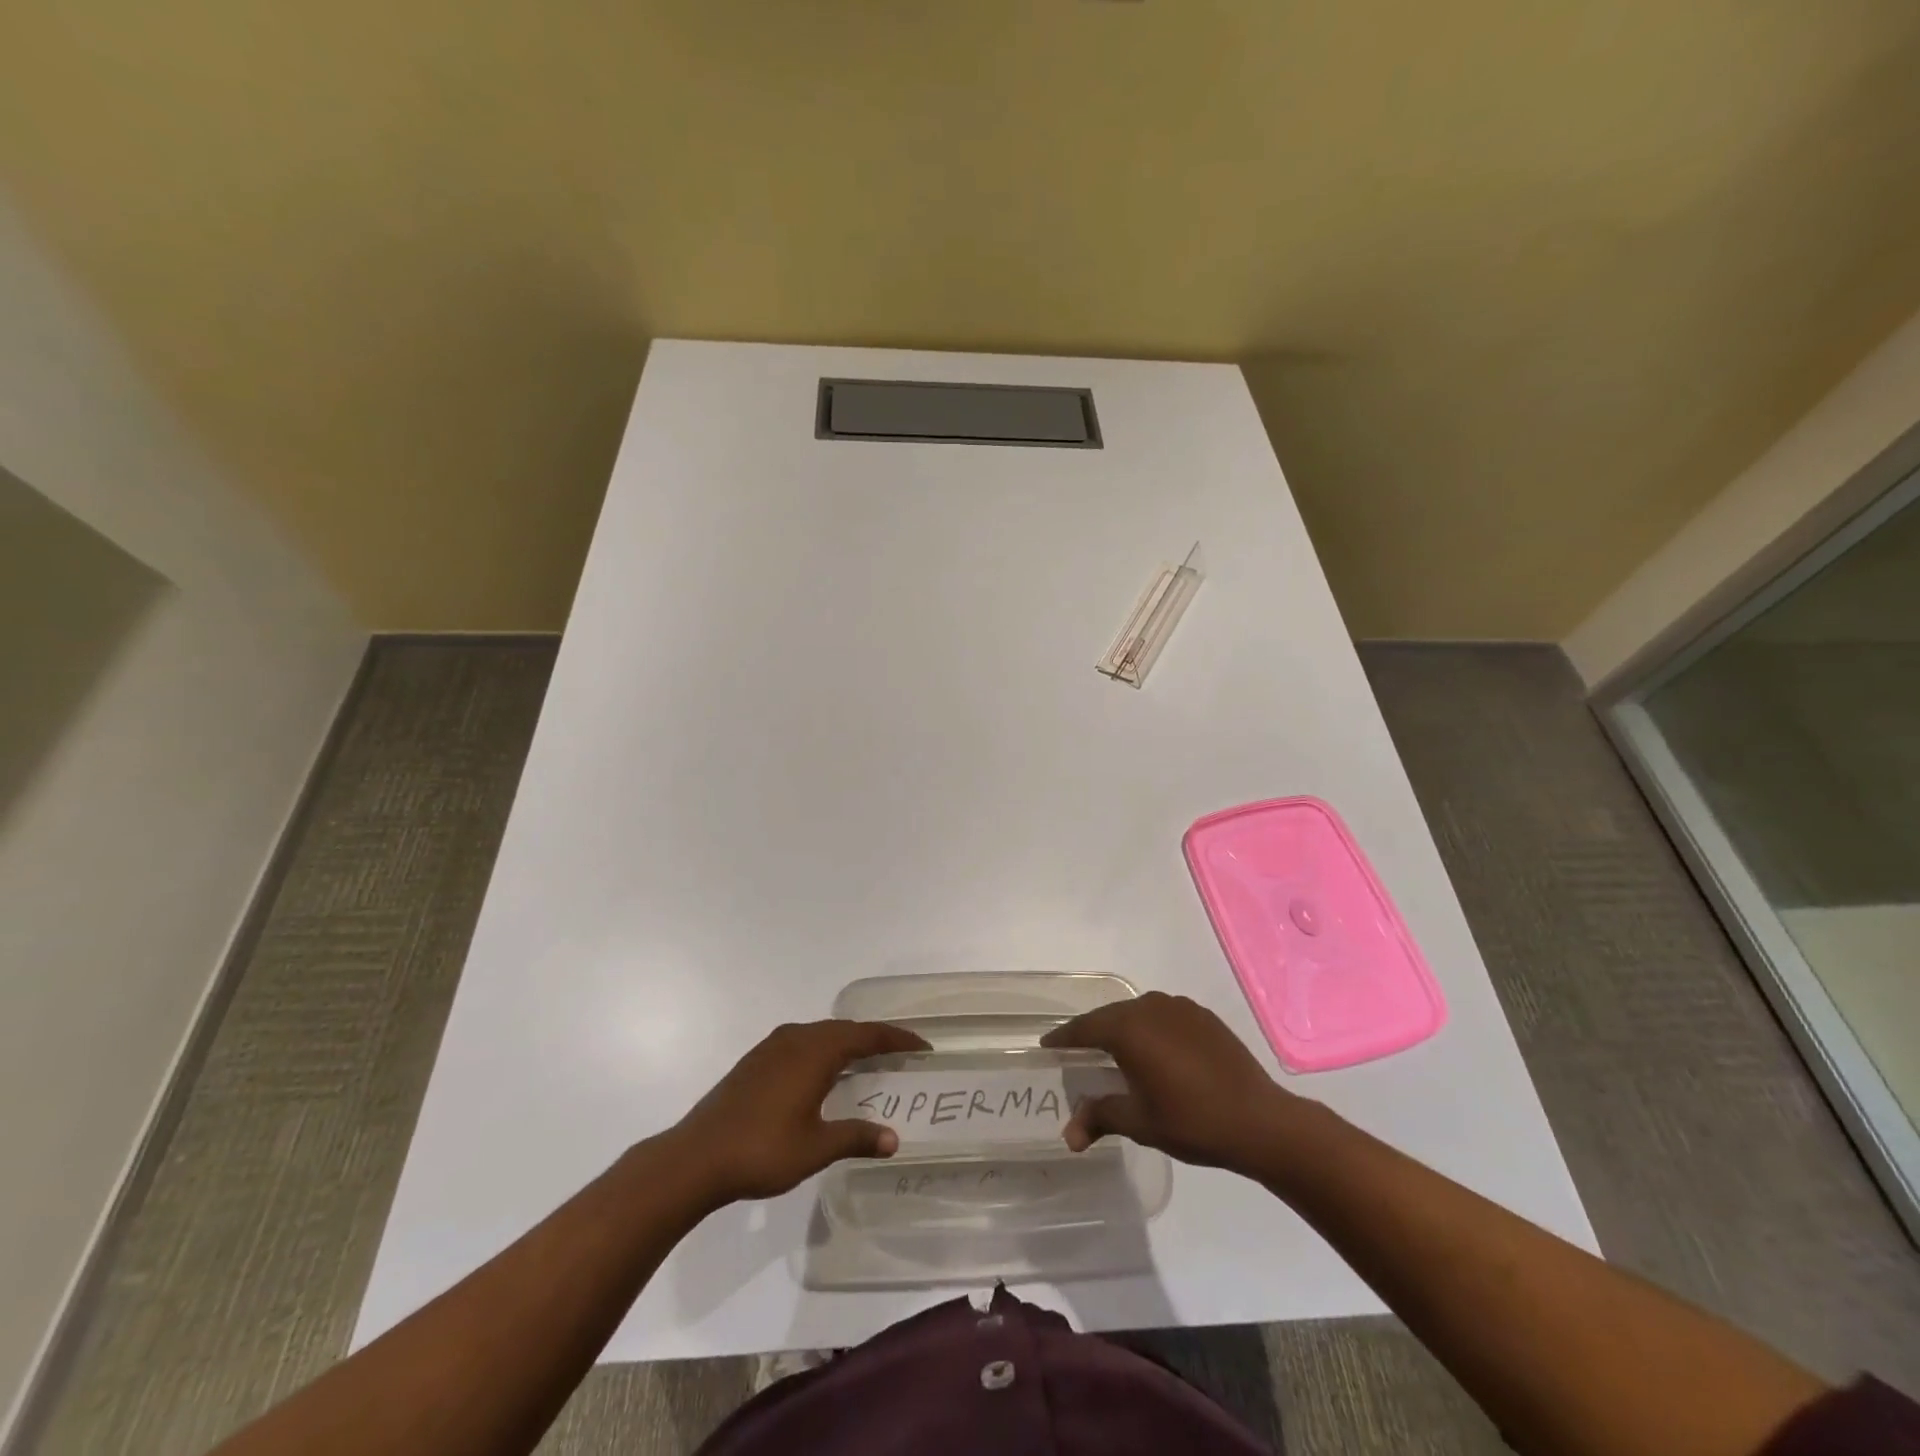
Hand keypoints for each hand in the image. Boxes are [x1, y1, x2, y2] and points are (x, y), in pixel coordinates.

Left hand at [673, 1019, 929, 1203]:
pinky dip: (823, 1049)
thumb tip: (893, 1139)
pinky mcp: (755, 1060)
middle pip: (844, 1029)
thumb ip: (856, 1138)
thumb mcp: (816, 1148)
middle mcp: (796, 1039)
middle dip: (874, 1038)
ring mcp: (772, 1047)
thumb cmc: (761, 1151)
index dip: (896, 1039)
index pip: (866, 1036)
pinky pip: (802, 1042)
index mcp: (815, 1052)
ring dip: (846, 1042)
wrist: (696, 1157)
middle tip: (900, 1052)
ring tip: (866, 1059)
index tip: (922, 1045)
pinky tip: (822, 1072)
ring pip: (820, 1033)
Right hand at [1041, 992, 1297, 1171]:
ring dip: (1123, 1028)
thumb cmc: (1192, 1121)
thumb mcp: (1140, 1123)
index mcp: (1129, 1029)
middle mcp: (1150, 1008)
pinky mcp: (1203, 1016)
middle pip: (1110, 1016)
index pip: (1084, 1028)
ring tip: (1116, 1052)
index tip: (1048, 1045)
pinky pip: (1163, 1015)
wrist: (1260, 1120)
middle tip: (1078, 1051)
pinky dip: (1151, 1029)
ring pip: (1137, 1013)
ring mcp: (1179, 1008)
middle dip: (1092, 1032)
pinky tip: (1156, 1051)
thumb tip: (1068, 1136)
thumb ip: (1100, 1118)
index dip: (1064, 1038)